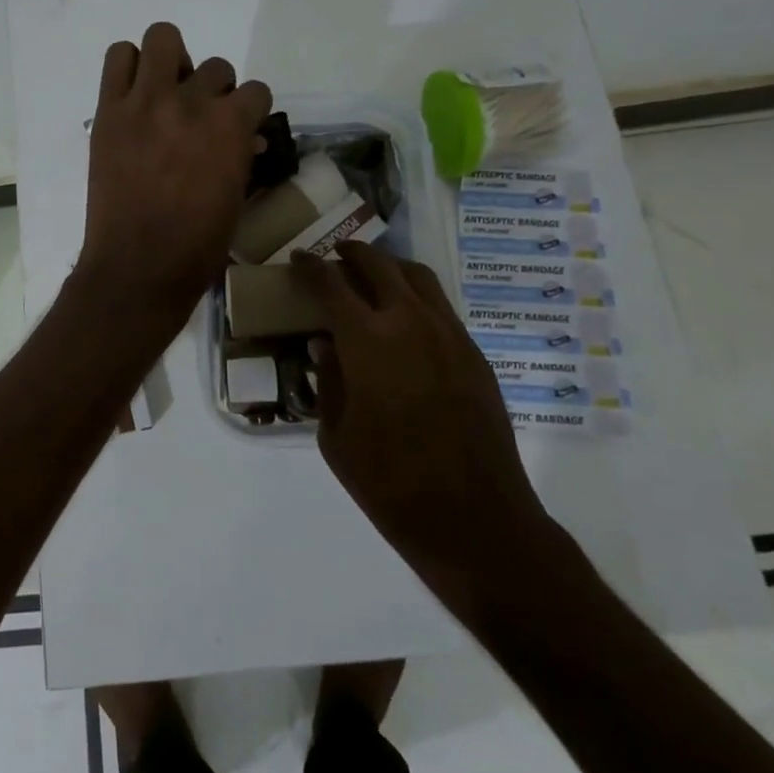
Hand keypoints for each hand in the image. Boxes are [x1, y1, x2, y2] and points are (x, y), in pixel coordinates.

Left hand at [73, 23, 271, 327]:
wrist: (138, 266)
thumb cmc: (198, 246)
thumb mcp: (236, 199)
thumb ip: (242, 157)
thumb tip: (247, 139)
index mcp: (231, 127)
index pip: (255, 90)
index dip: (250, 110)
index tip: (240, 127)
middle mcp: (192, 102)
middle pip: (216, 67)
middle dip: (214, 91)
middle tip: (199, 119)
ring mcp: (146, 101)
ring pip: (164, 38)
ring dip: (171, 61)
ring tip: (165, 92)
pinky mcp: (110, 110)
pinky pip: (118, 57)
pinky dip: (129, 66)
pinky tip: (134, 95)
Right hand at [294, 242, 554, 610]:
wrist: (475, 518)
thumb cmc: (390, 483)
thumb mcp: (336, 436)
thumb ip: (329, 381)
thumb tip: (324, 344)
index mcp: (368, 341)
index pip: (331, 285)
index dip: (310, 267)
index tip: (298, 258)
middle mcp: (410, 323)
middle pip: (378, 266)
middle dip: (352, 254)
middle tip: (334, 257)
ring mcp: (449, 334)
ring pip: (417, 277)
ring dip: (389, 267)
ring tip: (371, 276)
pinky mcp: (474, 353)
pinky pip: (441, 305)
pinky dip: (416, 295)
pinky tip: (404, 318)